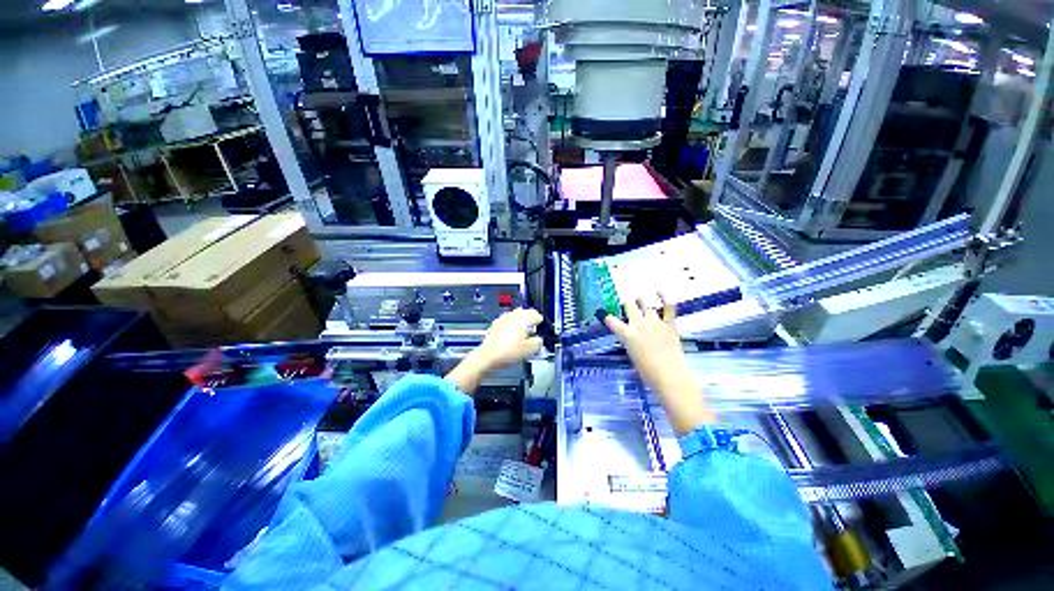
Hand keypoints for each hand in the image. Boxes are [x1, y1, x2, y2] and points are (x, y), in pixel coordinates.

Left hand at [475, 308, 544, 368]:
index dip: (540, 324)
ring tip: (521, 336)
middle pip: (526, 313)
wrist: (488, 356)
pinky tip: (510, 337)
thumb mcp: (530, 349)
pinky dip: (511, 326)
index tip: (540, 332)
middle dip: (530, 322)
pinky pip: (508, 322)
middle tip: (532, 334)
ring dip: (520, 323)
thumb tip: (538, 339)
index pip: (537, 315)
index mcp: (524, 317)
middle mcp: (514, 314)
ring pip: (516, 316)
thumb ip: (538, 342)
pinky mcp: (496, 323)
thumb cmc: (509, 351)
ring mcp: (504, 318)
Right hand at [604, 295, 715, 433]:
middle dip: (627, 303)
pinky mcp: (669, 324)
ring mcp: (654, 322)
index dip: (607, 316)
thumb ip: (630, 342)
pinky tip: (660, 291)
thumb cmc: (647, 371)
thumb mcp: (632, 355)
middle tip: (627, 302)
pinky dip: (665, 298)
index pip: (611, 320)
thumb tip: (631, 337)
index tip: (604, 314)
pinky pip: (668, 307)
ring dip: (641, 301)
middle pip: (629, 306)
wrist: (669, 376)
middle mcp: (638, 324)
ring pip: (646, 305)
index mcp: (626, 334)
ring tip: (639, 298)